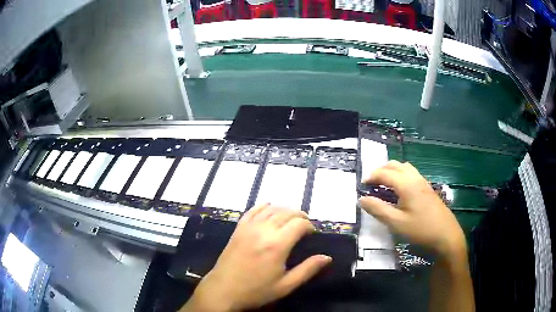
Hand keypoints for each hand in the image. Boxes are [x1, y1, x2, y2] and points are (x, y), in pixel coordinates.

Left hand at [181, 204, 331, 311]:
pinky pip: (252, 210)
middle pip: (286, 212)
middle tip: (305, 225)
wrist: (224, 290)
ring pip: (271, 209)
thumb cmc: (256, 290)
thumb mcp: (286, 285)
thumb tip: (327, 257)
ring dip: (284, 209)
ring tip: (291, 218)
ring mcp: (248, 227)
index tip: (312, 233)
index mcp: (277, 245)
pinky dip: (264, 206)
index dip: (309, 225)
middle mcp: (263, 230)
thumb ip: (308, 270)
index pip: (299, 224)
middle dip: (299, 215)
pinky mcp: (238, 229)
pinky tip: (269, 209)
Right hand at [359, 160, 465, 257]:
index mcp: (406, 184)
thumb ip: (378, 209)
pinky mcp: (428, 189)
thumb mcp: (396, 223)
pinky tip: (399, 191)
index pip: (384, 173)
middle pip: (395, 165)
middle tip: (371, 184)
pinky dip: (400, 175)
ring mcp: (423, 182)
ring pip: (404, 167)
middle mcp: (415, 178)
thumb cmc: (420, 230)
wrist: (446, 236)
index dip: (371, 177)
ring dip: (391, 171)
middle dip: (381, 170)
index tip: (361, 186)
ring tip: (384, 185)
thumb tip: (362, 199)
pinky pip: (411, 174)